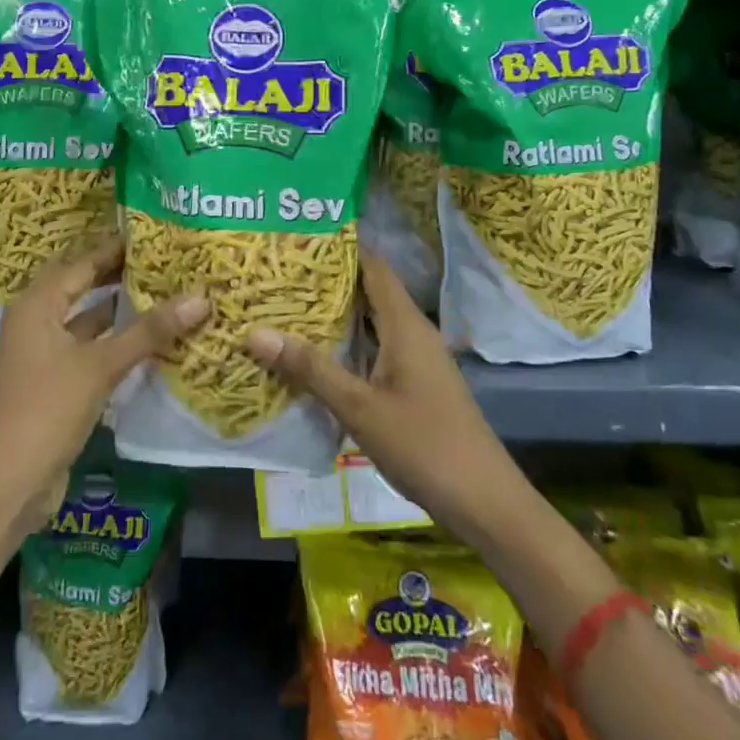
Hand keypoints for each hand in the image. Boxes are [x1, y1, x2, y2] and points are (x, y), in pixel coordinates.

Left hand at [0, 233, 208, 522]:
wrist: (10, 481)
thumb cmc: (48, 409)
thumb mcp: (101, 365)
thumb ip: (149, 331)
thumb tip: (200, 297)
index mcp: (37, 305)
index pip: (82, 263)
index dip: (115, 249)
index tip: (153, 235)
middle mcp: (36, 321)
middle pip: (82, 287)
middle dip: (119, 275)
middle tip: (163, 261)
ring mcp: (44, 353)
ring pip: (87, 320)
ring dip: (120, 310)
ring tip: (164, 293)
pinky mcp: (55, 381)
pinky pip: (89, 347)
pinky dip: (115, 341)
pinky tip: (149, 340)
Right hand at [244, 251, 522, 546]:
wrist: (484, 502)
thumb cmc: (424, 444)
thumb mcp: (359, 407)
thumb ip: (310, 369)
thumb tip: (254, 332)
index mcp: (405, 324)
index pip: (372, 266)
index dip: (340, 247)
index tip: (298, 237)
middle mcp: (412, 332)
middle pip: (369, 291)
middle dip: (328, 281)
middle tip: (279, 272)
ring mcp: (416, 359)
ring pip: (371, 322)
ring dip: (335, 314)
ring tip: (286, 305)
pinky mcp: (414, 384)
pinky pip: (375, 348)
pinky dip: (347, 344)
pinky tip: (315, 355)